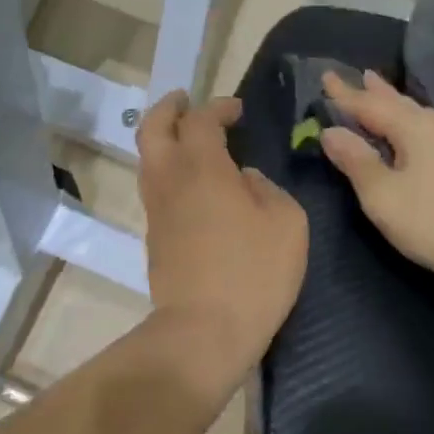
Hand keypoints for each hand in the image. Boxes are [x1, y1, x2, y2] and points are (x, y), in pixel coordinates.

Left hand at [137, 91, 307, 377]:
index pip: (201, 119)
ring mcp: (156, 209)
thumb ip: (266, 189)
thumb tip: (244, 179)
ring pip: (147, 158)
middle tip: (186, 101)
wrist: (203, 332)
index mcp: (202, 166)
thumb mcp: (286, 222)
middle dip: (169, 108)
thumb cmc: (253, 272)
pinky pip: (154, 186)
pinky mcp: (153, 237)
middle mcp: (170, 179)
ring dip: (163, 138)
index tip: (237, 109)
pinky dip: (167, 168)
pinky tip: (192, 182)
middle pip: (153, 128)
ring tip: (188, 138)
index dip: (218, 107)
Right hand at [319, 70, 433, 294]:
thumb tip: (331, 131)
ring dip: (403, 100)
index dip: (345, 94)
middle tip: (359, 74)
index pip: (369, 105)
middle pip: (399, 102)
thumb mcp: (383, 198)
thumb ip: (356, 161)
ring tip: (388, 88)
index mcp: (414, 127)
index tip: (326, 75)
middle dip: (375, 91)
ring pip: (426, 109)